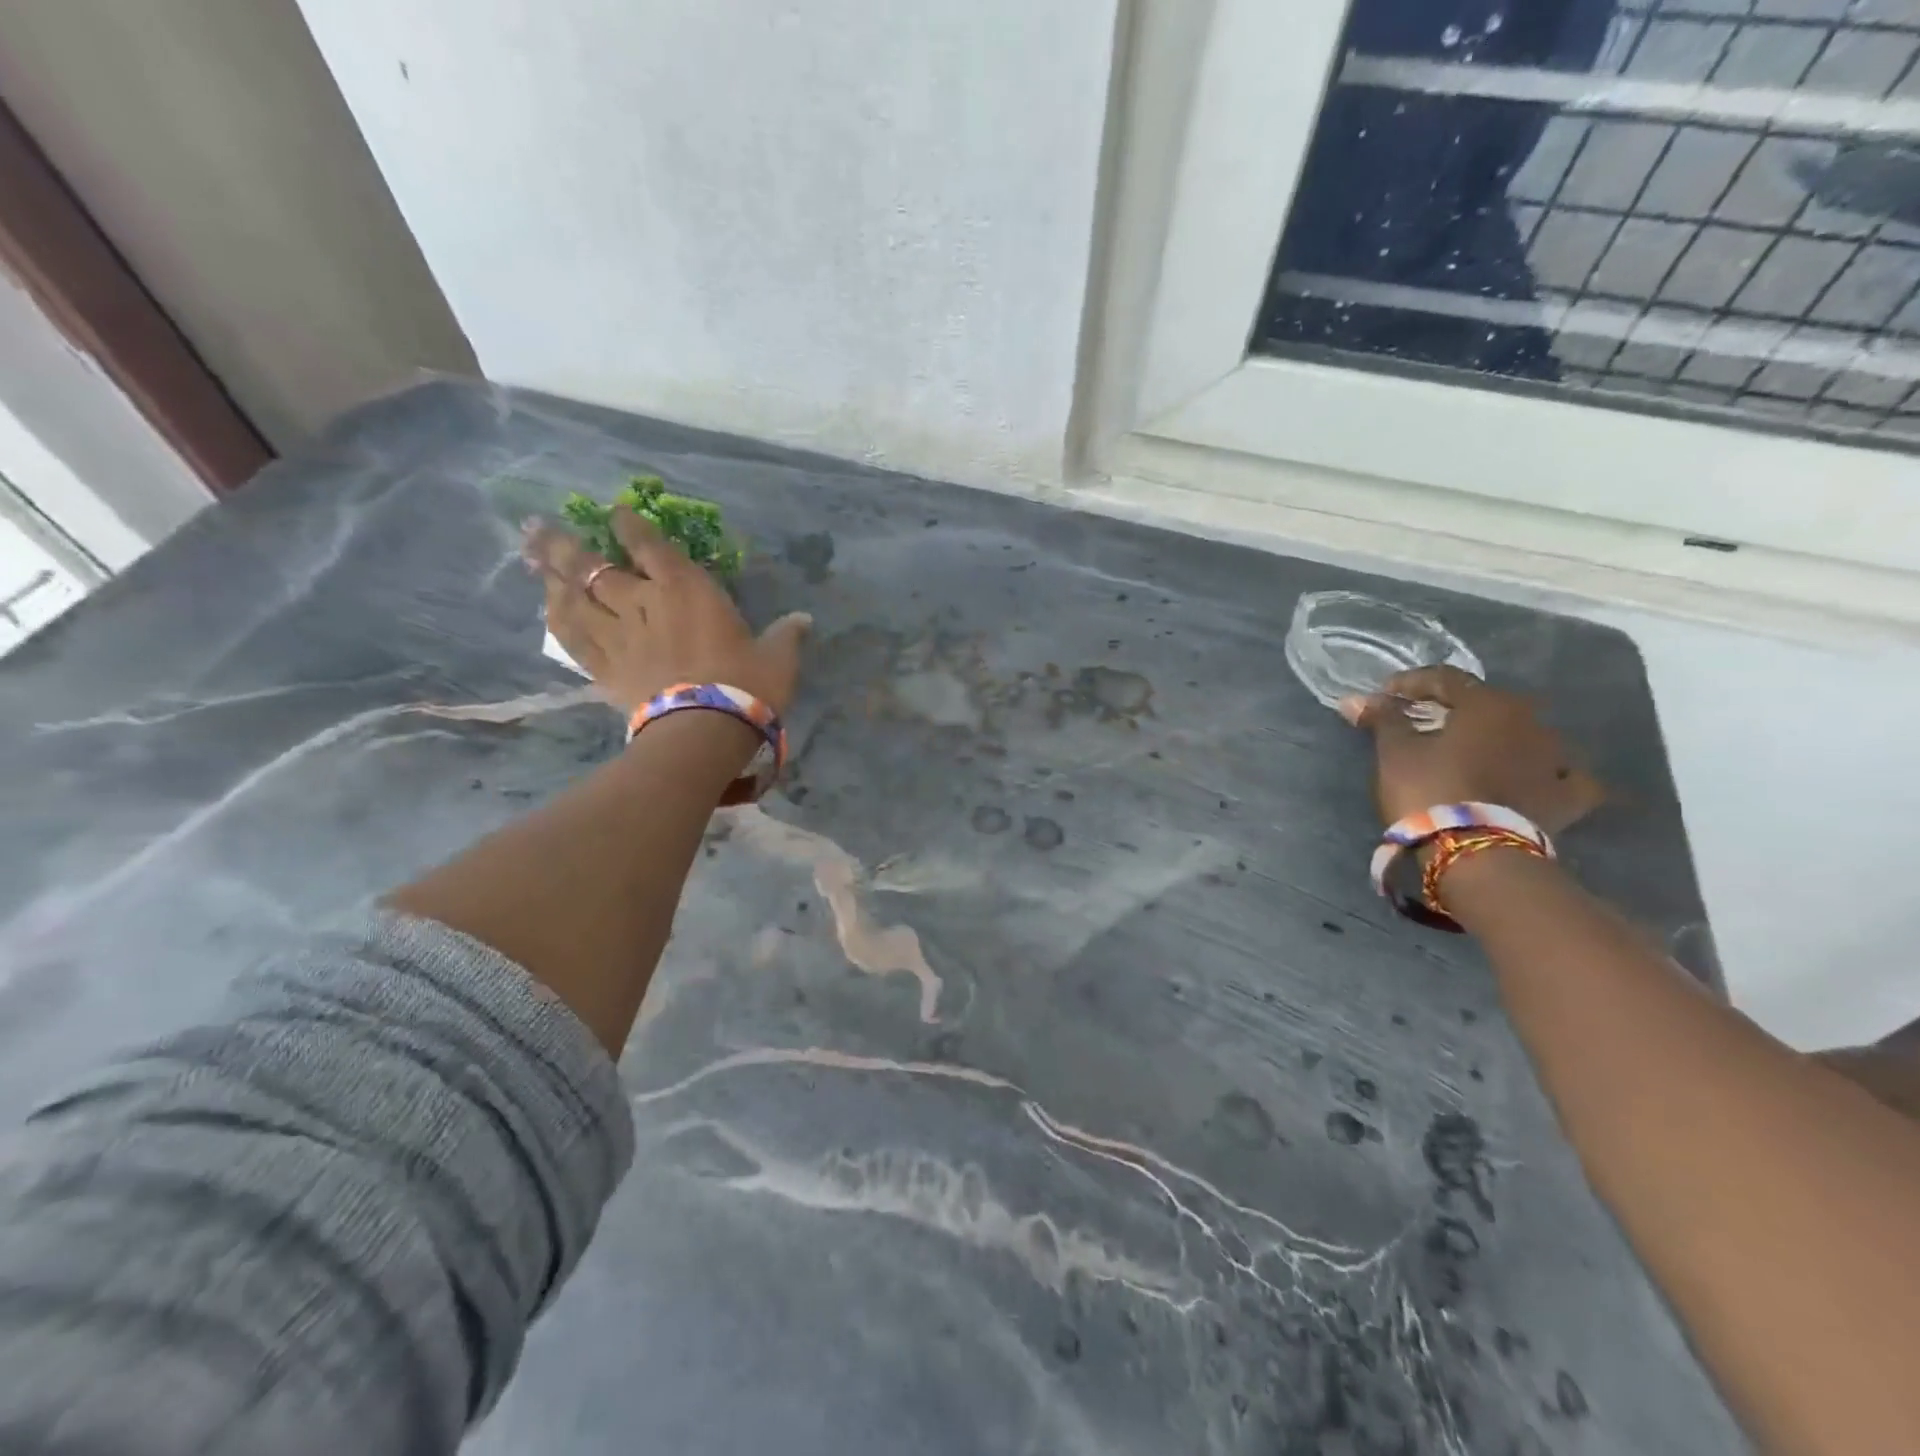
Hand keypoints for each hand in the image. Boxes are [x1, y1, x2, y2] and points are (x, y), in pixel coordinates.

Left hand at [521, 506, 810, 716]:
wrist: (705, 729)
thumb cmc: (747, 686)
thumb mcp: (778, 658)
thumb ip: (787, 635)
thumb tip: (804, 619)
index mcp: (687, 590)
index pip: (651, 547)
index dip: (630, 526)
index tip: (614, 512)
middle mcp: (645, 603)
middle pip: (596, 568)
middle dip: (568, 545)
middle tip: (538, 527)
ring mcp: (620, 636)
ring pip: (576, 598)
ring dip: (553, 576)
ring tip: (532, 557)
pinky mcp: (606, 669)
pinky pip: (573, 639)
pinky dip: (558, 620)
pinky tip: (546, 608)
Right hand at [1341, 666, 1602, 832]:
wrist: (1477, 853)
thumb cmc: (1430, 789)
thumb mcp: (1395, 752)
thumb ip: (1383, 719)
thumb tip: (1357, 699)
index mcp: (1489, 704)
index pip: (1446, 679)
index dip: (1411, 684)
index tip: (1383, 696)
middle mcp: (1531, 722)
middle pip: (1488, 704)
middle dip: (1456, 709)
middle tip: (1426, 722)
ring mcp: (1557, 760)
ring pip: (1527, 736)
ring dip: (1500, 739)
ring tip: (1473, 753)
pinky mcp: (1569, 798)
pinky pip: (1564, 777)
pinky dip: (1548, 774)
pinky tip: (1537, 779)